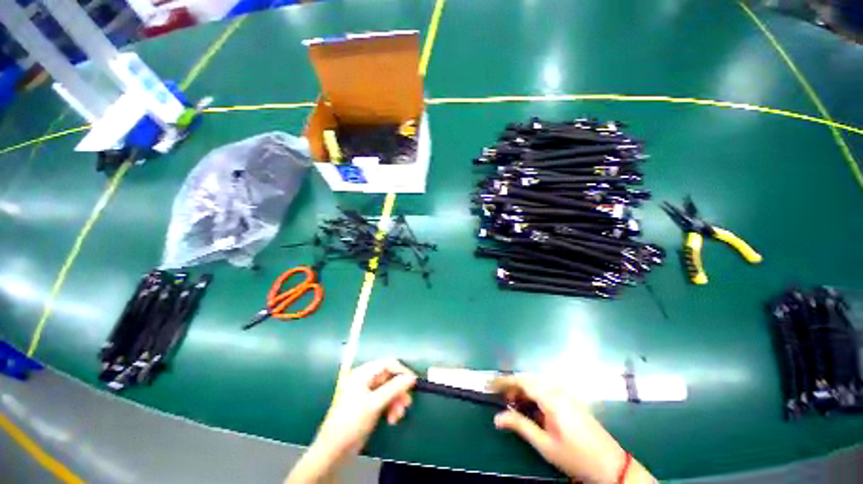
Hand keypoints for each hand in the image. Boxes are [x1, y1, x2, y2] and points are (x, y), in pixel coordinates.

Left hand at [316, 359, 416, 456]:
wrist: (334, 450)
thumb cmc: (352, 421)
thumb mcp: (375, 403)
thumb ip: (394, 388)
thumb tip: (412, 377)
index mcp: (363, 373)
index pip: (387, 364)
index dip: (402, 371)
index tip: (413, 382)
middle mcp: (365, 379)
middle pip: (389, 377)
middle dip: (399, 391)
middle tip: (407, 404)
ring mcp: (366, 392)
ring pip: (388, 390)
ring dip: (396, 401)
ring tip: (398, 416)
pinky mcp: (368, 404)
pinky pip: (384, 400)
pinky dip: (390, 407)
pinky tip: (392, 419)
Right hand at [491, 376, 652, 483]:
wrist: (611, 465)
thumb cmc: (575, 456)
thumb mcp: (545, 444)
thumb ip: (520, 426)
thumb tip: (496, 418)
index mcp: (551, 398)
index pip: (522, 381)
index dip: (504, 381)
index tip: (490, 384)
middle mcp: (558, 389)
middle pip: (529, 378)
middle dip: (512, 384)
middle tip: (501, 397)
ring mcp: (567, 393)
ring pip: (538, 381)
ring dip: (523, 387)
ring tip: (513, 401)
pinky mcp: (571, 398)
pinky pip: (547, 387)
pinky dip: (534, 391)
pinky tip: (532, 404)